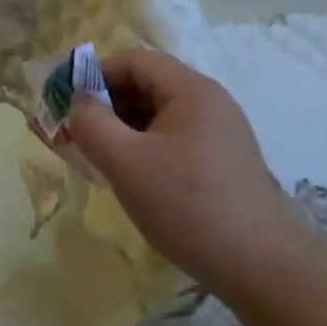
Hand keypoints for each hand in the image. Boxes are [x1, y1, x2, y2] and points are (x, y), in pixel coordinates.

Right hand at [64, 49, 317, 288]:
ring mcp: (219, 132)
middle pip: (146, 85)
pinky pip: (173, 139)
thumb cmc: (187, 205)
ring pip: (158, 115)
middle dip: (106, 104)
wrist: (261, 265)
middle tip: (75, 135)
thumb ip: (91, 124)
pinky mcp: (222, 161)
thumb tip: (77, 102)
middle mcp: (209, 102)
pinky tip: (131, 177)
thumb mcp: (126, 162)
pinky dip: (144, 148)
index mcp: (191, 89)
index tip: (66, 104)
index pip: (134, 60)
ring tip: (97, 158)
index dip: (94, 74)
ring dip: (122, 128)